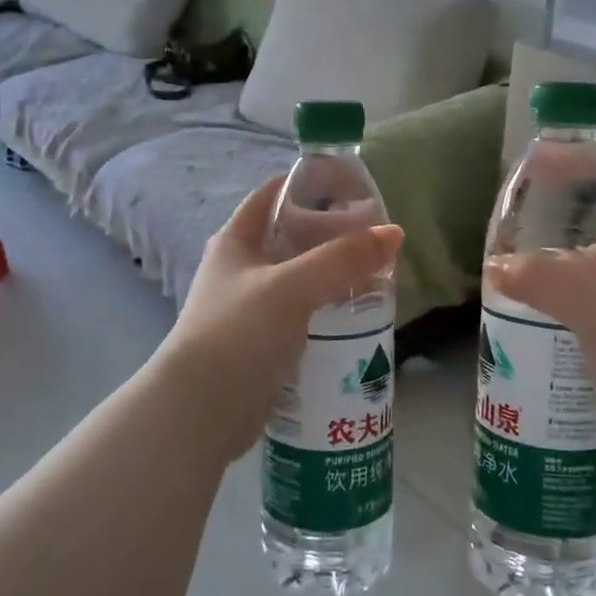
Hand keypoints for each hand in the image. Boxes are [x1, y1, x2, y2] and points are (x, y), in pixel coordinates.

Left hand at [156, 177, 403, 457]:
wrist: (200, 411)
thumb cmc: (239, 333)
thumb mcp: (293, 287)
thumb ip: (342, 259)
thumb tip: (394, 233)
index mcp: (237, 240)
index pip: (275, 193)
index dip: (311, 184)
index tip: (355, 189)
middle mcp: (240, 268)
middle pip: (293, 237)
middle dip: (332, 236)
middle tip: (376, 241)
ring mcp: (249, 307)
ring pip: (300, 279)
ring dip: (333, 277)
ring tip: (377, 279)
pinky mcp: (261, 343)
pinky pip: (301, 315)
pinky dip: (326, 312)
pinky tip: (356, 319)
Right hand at [484, 177, 595, 442]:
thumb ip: (548, 282)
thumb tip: (494, 265)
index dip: (580, 170)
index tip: (535, 163)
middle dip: (556, 226)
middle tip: (511, 225)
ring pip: (592, 278)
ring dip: (554, 272)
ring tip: (511, 272)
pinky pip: (588, 314)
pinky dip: (559, 309)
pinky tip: (530, 319)